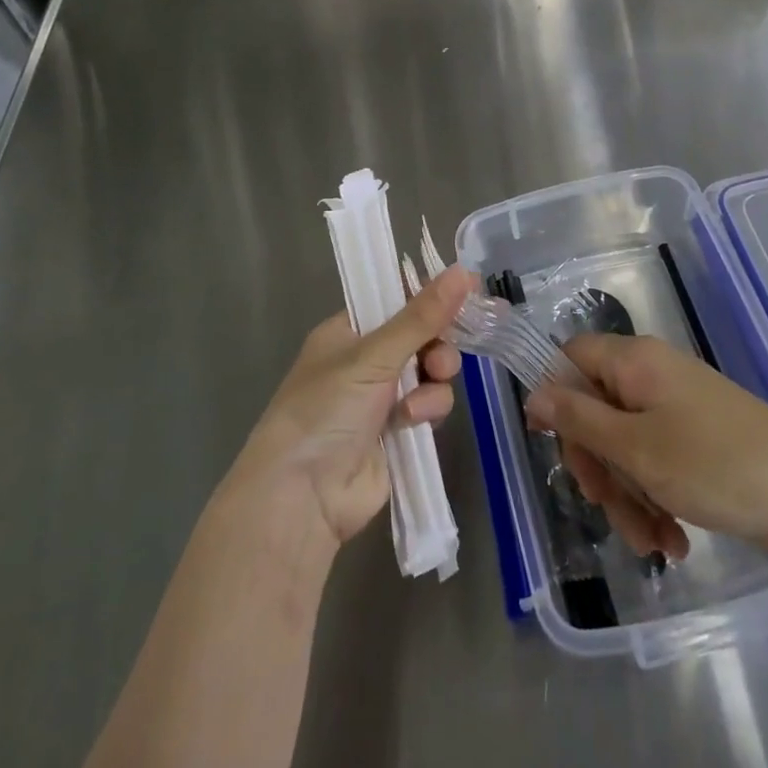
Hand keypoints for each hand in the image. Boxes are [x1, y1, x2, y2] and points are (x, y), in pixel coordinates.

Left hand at [225, 266, 472, 551]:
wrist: (303, 497)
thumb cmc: (327, 410)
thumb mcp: (373, 356)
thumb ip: (422, 316)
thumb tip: (463, 271)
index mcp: (348, 331)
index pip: (395, 299)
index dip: (429, 295)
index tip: (464, 292)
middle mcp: (365, 360)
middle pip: (420, 336)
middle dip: (437, 345)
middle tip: (439, 359)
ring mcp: (381, 397)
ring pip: (429, 371)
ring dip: (433, 381)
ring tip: (419, 399)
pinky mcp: (397, 431)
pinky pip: (428, 405)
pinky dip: (427, 410)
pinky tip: (412, 422)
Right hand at [525, 333, 767, 561]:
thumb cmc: (716, 465)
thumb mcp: (637, 449)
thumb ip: (580, 419)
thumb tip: (535, 391)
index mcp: (635, 361)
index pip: (571, 357)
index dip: (554, 395)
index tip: (546, 442)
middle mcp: (652, 374)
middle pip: (596, 409)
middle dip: (599, 466)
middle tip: (608, 507)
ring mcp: (677, 406)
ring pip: (626, 444)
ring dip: (629, 494)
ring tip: (653, 542)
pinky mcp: (698, 437)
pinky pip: (657, 460)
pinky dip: (656, 497)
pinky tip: (673, 541)